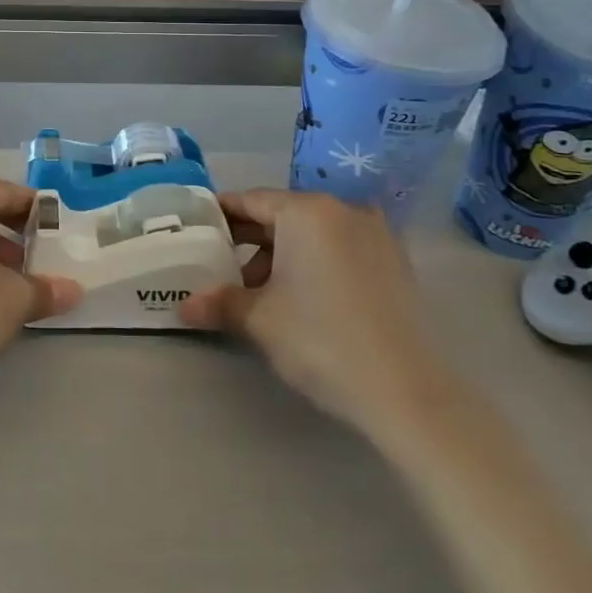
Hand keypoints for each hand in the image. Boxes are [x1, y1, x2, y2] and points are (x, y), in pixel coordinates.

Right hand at [179, 190, 442, 435]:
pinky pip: (341, 250)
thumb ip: (219, 303)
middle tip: (220, 265)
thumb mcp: (259, 320)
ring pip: (313, 234)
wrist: (407, 392)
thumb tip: (184, 306)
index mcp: (306, 212)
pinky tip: (303, 298)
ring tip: (260, 292)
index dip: (220, 215)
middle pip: (282, 214)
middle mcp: (343, 210)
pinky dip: (316, 263)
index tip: (196, 231)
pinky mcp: (395, 263)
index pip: (250, 200)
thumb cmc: (321, 340)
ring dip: (282, 255)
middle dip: (249, 239)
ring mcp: (375, 235)